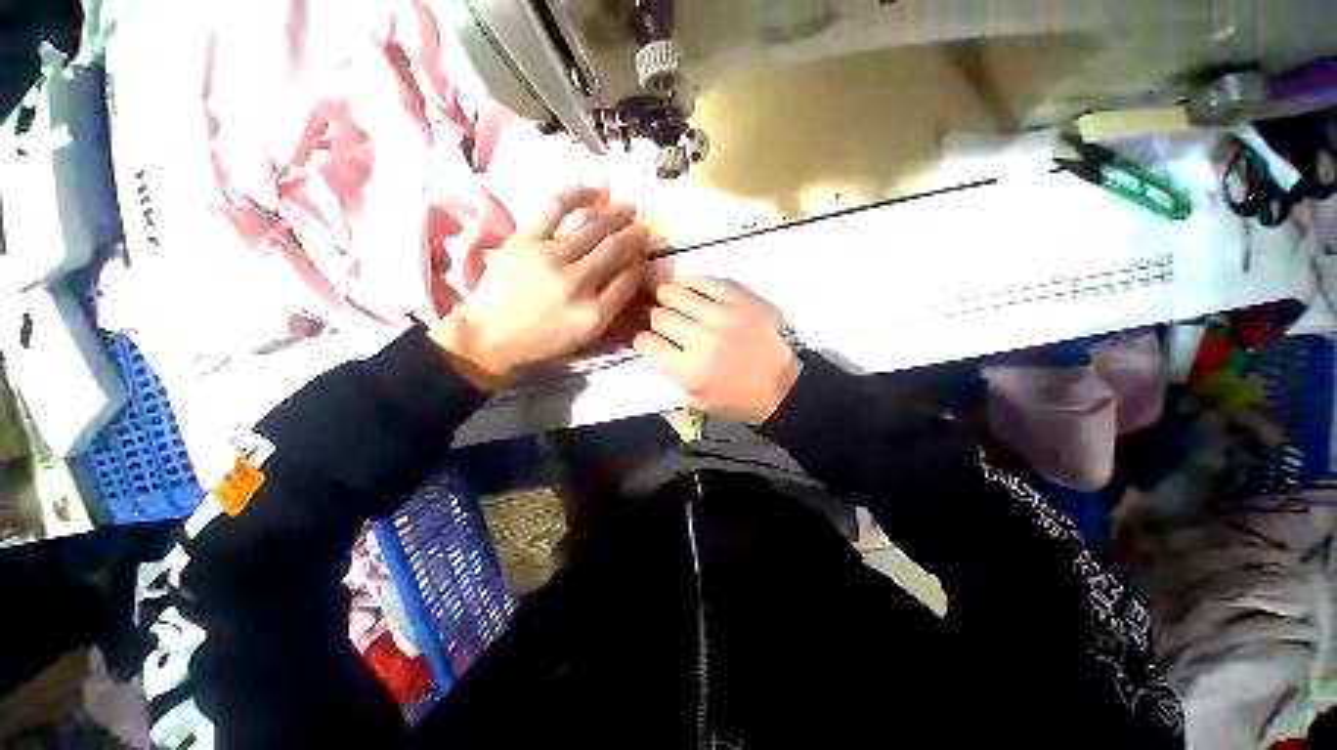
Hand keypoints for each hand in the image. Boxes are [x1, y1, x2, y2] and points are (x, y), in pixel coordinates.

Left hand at [431, 187, 649, 388]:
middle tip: (642, 227)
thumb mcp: (586, 336)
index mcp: (594, 314)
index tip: (644, 253)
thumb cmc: (544, 340)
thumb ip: (611, 305)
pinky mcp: (524, 240)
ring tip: (626, 208)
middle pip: (615, 250)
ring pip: (592, 228)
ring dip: (615, 215)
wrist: (492, 336)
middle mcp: (576, 284)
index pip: (628, 279)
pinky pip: (556, 207)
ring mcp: (549, 259)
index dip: (640, 262)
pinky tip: (595, 192)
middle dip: (634, 236)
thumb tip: (631, 269)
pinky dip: (578, 195)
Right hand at [633, 277, 799, 423]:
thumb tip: (654, 347)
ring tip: (666, 298)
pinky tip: (686, 286)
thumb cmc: (738, 400)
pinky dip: (691, 282)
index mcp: (688, 370)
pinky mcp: (741, 300)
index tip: (644, 338)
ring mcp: (722, 316)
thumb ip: (672, 375)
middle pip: (659, 316)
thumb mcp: (697, 400)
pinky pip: (707, 282)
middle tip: (652, 316)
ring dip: (666, 295)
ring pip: (677, 293)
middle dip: (649, 316)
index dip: (640, 338)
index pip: (648, 343)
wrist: (782, 386)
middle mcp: (700, 339)